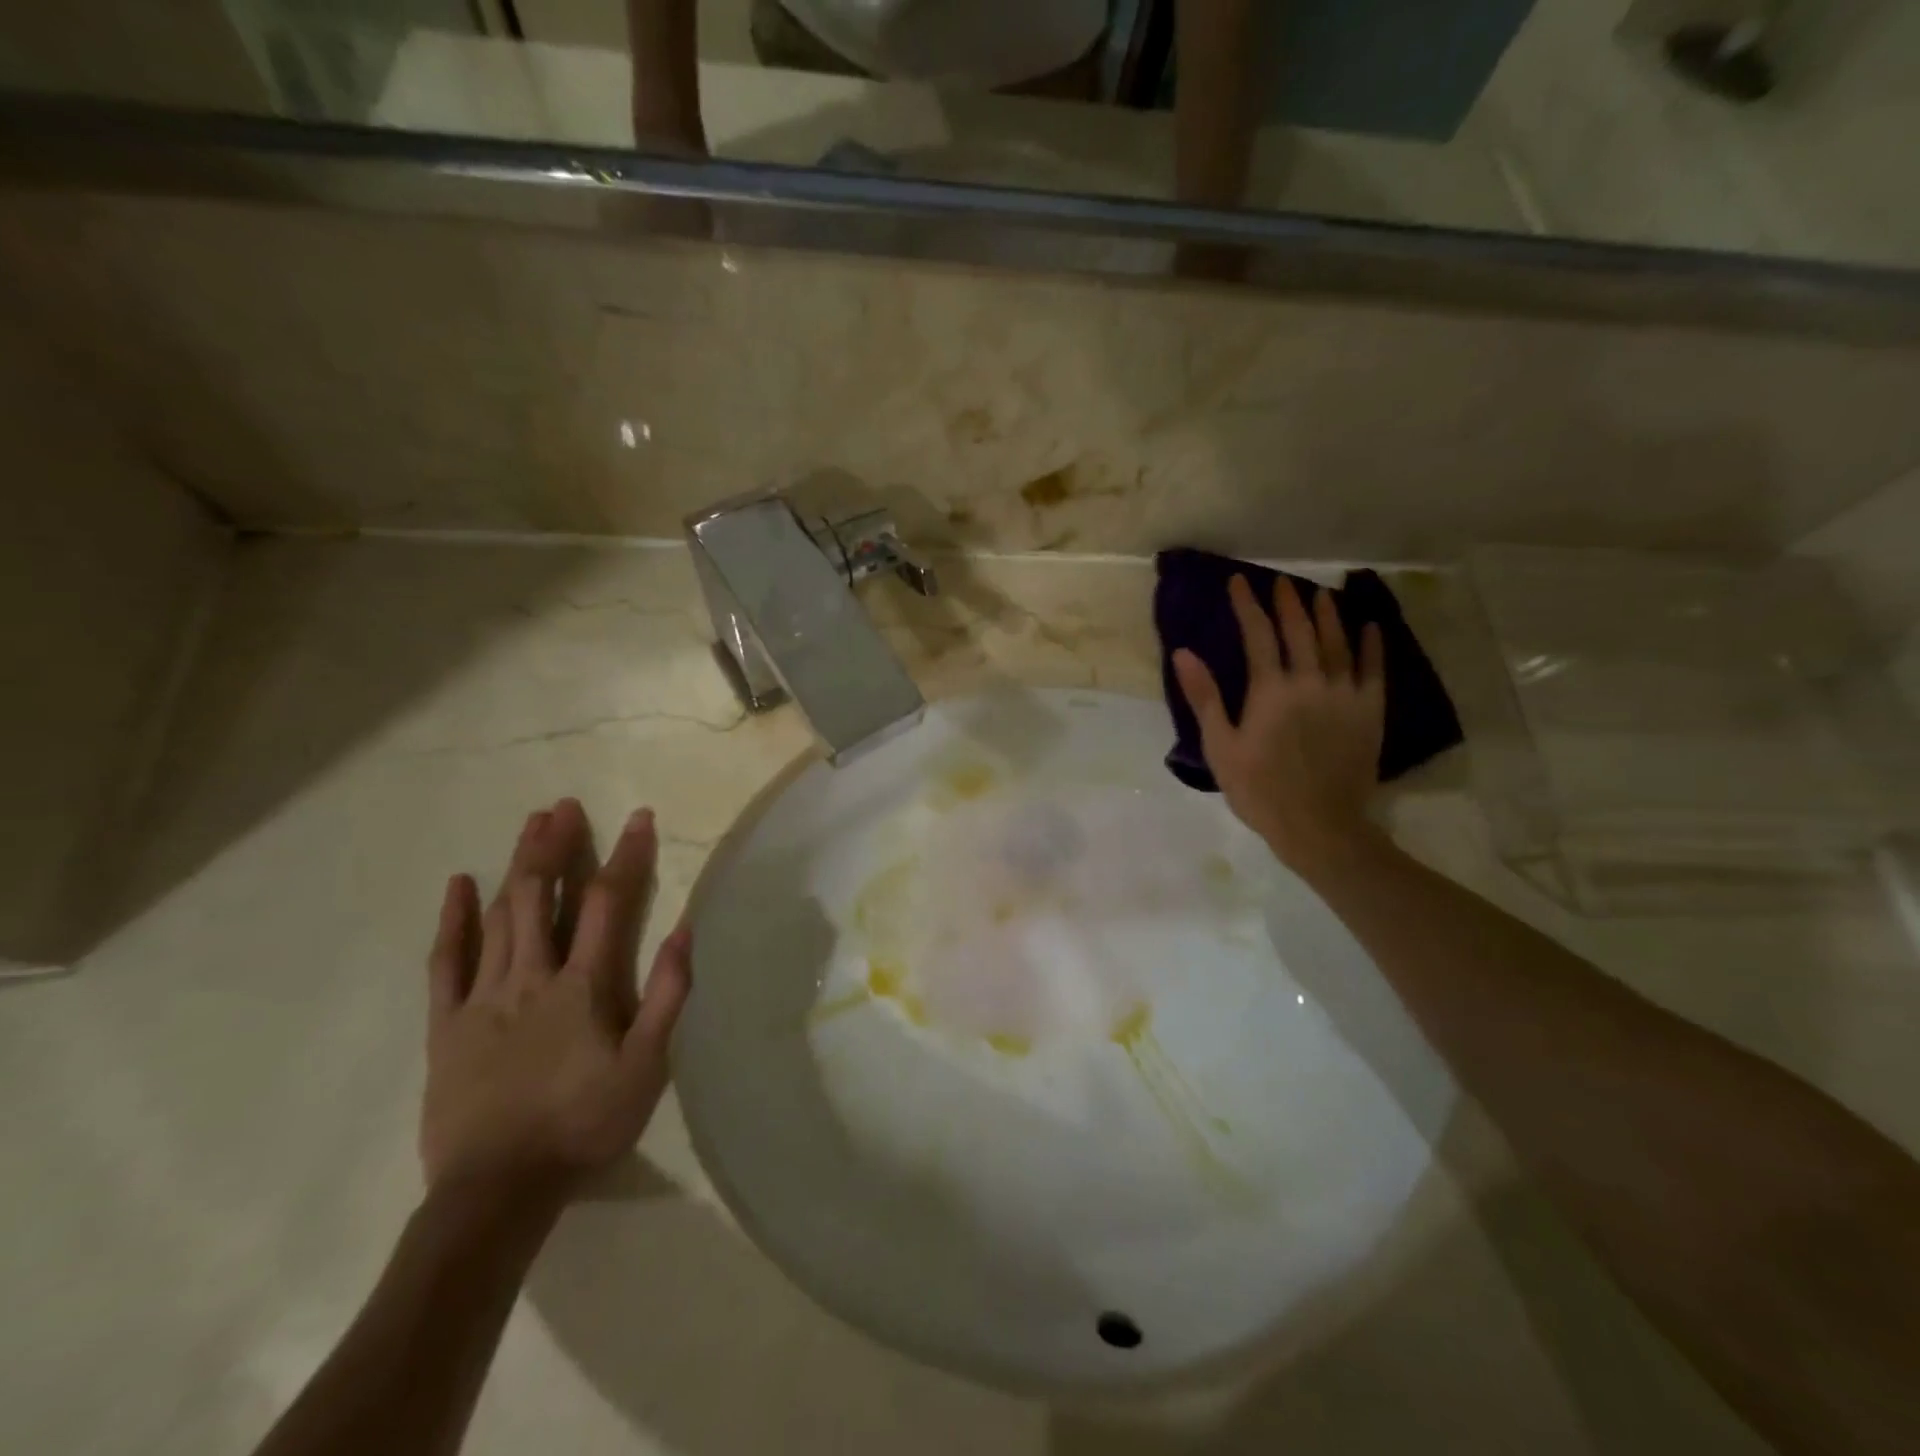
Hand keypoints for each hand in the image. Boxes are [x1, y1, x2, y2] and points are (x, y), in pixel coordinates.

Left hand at [421, 799, 691, 1199]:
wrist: (497, 1192)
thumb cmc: (583, 1126)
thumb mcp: (646, 1067)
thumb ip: (666, 997)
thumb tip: (683, 932)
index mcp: (583, 986)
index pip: (607, 904)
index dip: (626, 857)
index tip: (640, 818)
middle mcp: (531, 978)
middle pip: (541, 897)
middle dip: (556, 846)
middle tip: (564, 806)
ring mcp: (483, 998)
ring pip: (499, 917)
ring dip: (516, 866)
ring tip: (529, 825)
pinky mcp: (447, 1025)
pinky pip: (446, 963)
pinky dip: (453, 921)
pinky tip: (459, 885)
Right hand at [1173, 576, 1385, 873]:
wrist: (1318, 825)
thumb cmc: (1259, 790)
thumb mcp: (1220, 747)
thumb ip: (1204, 697)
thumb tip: (1183, 653)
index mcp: (1270, 691)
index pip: (1258, 635)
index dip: (1247, 606)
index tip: (1239, 582)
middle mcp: (1310, 682)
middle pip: (1300, 632)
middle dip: (1287, 603)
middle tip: (1280, 582)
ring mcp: (1344, 695)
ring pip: (1338, 643)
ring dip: (1328, 615)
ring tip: (1320, 594)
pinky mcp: (1369, 712)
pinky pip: (1373, 670)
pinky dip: (1371, 646)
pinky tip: (1369, 628)